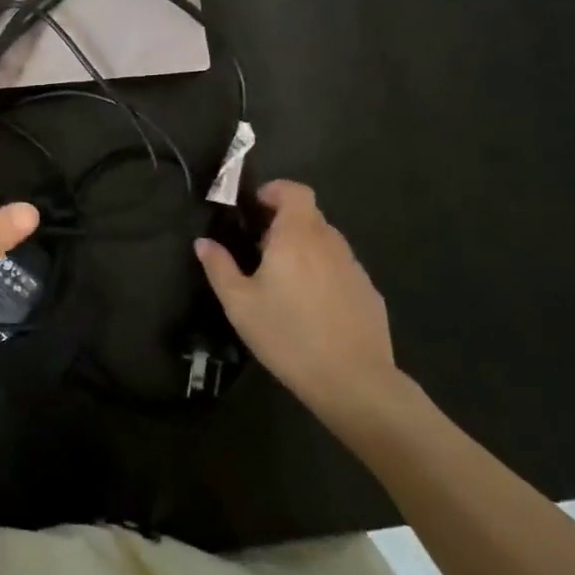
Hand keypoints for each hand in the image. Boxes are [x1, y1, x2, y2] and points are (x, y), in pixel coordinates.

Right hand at [195, 180, 402, 426]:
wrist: (355, 383)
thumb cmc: (289, 336)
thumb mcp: (240, 305)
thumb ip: (219, 267)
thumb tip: (204, 242)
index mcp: (297, 236)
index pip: (295, 191)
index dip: (276, 191)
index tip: (256, 208)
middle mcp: (329, 243)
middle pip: (309, 216)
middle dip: (284, 224)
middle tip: (261, 250)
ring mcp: (354, 268)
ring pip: (326, 243)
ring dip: (305, 250)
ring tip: (286, 282)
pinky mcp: (370, 294)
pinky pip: (342, 270)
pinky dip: (325, 275)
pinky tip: (313, 309)